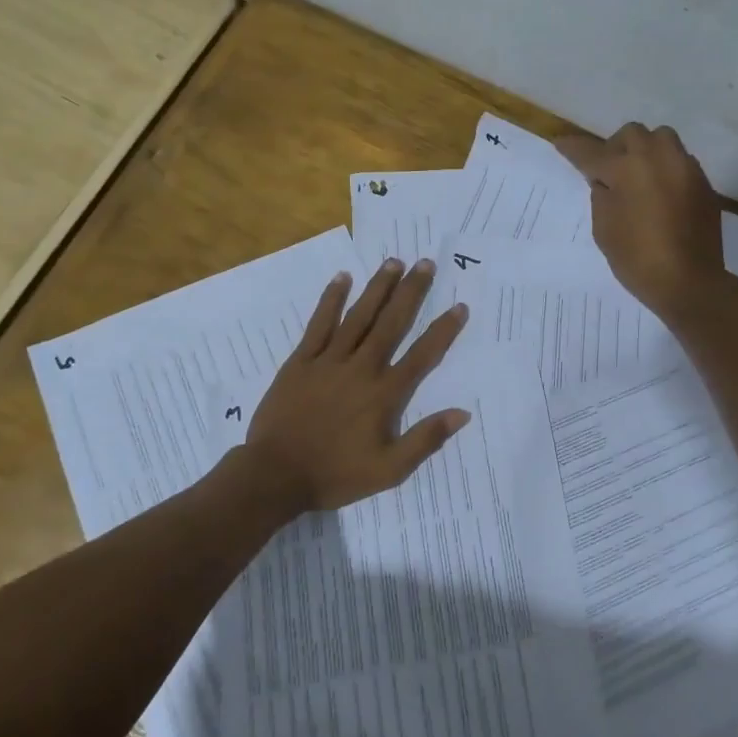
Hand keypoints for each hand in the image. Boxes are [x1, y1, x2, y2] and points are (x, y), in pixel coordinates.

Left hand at [246, 258, 470, 513]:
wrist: (275, 475)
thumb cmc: (335, 474)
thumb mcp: (389, 470)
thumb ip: (425, 440)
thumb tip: (462, 413)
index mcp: (384, 394)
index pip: (422, 355)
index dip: (442, 331)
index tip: (459, 307)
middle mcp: (361, 368)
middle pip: (391, 323)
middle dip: (410, 292)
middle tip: (425, 264)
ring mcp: (329, 360)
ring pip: (358, 316)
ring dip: (377, 288)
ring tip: (393, 262)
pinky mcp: (301, 361)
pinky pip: (319, 324)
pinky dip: (331, 300)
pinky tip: (342, 278)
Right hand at [555, 122, 728, 320]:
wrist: (689, 281)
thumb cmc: (637, 259)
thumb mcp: (605, 229)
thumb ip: (602, 196)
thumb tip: (607, 181)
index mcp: (627, 169)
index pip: (592, 152)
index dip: (574, 148)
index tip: (561, 143)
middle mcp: (658, 158)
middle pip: (632, 134)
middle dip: (616, 147)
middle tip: (609, 171)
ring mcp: (685, 168)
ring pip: (662, 139)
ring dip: (646, 151)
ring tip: (639, 177)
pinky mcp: (703, 184)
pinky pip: (680, 162)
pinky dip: (665, 169)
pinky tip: (661, 194)